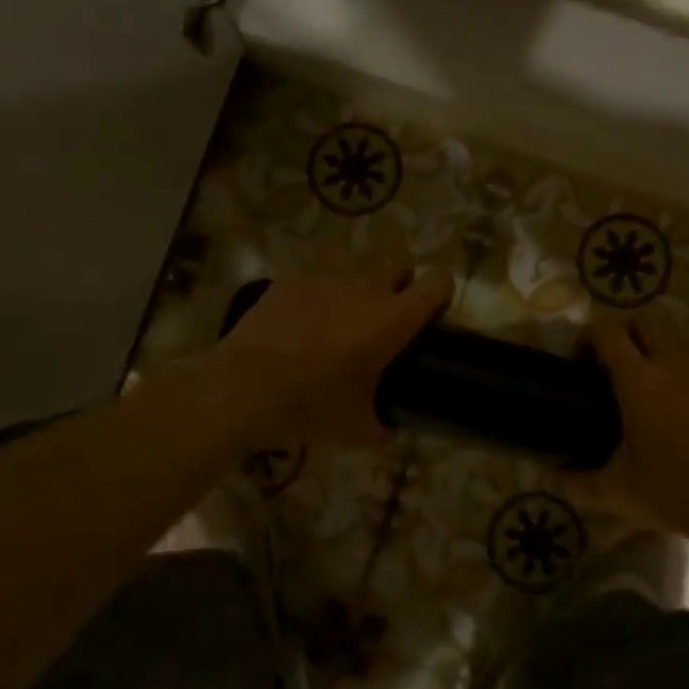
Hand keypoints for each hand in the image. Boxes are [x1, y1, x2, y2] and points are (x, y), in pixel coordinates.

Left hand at [215, 257, 453, 447]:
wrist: (247, 387)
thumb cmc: (313, 405)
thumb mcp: (357, 428)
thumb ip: (383, 427)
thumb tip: (391, 432)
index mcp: (394, 318)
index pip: (438, 283)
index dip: (441, 293)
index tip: (433, 311)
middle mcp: (368, 286)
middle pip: (399, 259)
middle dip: (400, 277)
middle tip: (387, 306)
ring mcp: (328, 275)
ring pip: (357, 255)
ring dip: (359, 273)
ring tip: (346, 300)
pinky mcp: (293, 276)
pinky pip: (318, 267)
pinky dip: (320, 282)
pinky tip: (308, 308)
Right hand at [588, 311, 688, 544]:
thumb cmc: (679, 490)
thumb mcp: (620, 493)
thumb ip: (580, 484)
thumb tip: (553, 481)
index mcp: (639, 379)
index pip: (607, 330)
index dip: (588, 337)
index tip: (581, 362)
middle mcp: (673, 360)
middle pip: (644, 318)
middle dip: (625, 332)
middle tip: (615, 363)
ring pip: (678, 332)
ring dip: (658, 344)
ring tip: (652, 378)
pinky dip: (688, 364)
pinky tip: (685, 398)